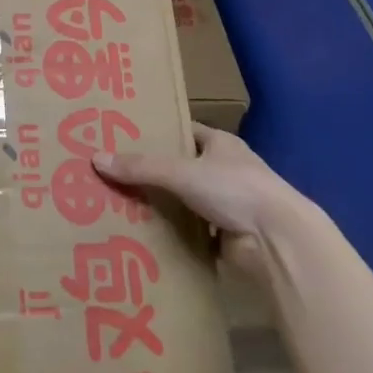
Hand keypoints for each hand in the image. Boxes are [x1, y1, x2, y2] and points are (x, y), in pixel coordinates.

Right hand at [93, 123, 303, 273]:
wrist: (277, 240)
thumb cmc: (234, 189)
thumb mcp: (182, 171)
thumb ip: (141, 167)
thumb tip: (96, 159)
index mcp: (221, 144)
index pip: (185, 132)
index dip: (158, 133)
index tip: (126, 138)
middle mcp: (225, 170)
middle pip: (182, 168)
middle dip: (153, 174)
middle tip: (113, 176)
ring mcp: (228, 205)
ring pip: (186, 202)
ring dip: (163, 207)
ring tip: (120, 207)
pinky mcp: (226, 236)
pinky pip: (192, 232)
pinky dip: (174, 235)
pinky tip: (145, 237)